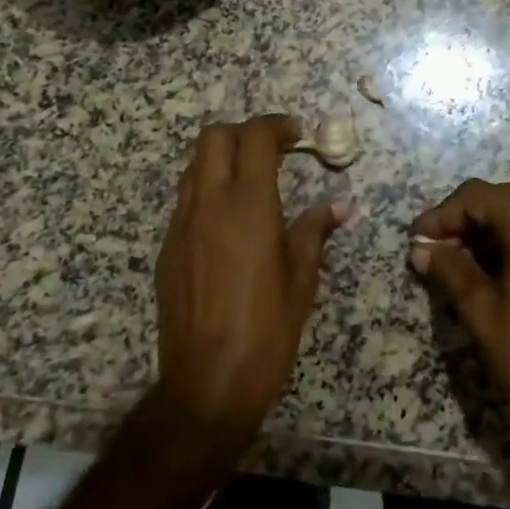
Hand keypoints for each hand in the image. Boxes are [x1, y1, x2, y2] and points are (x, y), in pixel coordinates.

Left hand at [153, 115, 348, 445]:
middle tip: (273, 152)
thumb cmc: (267, 330)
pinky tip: (229, 221)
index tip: (297, 135)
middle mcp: (209, 204)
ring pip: (193, 166)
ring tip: (251, 181)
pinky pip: (185, 200)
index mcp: (248, 205)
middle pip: (213, 137)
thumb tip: (342, 204)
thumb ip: (316, 230)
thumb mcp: (302, 279)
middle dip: (243, 133)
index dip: (276, 125)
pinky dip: (207, 190)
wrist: (207, 383)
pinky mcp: (167, 249)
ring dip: (221, 159)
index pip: (254, 137)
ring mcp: (181, 226)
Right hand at [410, 180, 509, 475]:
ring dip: (488, 234)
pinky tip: (493, 274)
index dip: (443, 214)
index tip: (418, 240)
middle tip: (434, 251)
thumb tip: (420, 249)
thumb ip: (449, 269)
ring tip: (457, 265)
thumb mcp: (480, 310)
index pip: (479, 197)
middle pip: (503, 202)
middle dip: (465, 221)